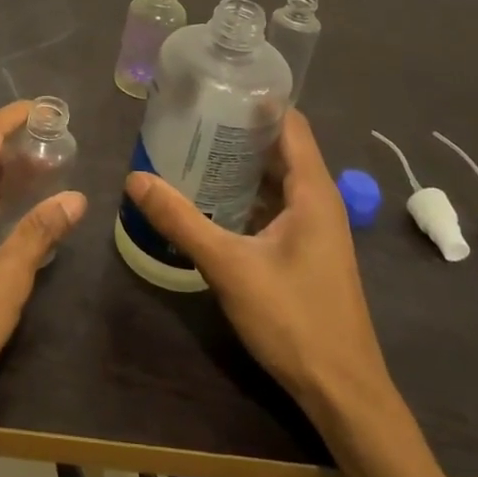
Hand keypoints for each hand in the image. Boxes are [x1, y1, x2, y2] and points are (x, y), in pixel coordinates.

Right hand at [125, 111, 392, 418]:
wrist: (342, 391)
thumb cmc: (293, 319)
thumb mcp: (229, 265)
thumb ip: (181, 220)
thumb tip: (135, 178)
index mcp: (313, 191)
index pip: (290, 124)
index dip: (257, 101)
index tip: (215, 85)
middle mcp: (319, 200)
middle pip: (280, 148)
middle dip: (238, 130)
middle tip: (189, 115)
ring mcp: (315, 228)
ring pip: (276, 179)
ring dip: (240, 164)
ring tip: (192, 148)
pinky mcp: (306, 251)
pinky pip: (274, 206)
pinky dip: (245, 194)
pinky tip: (210, 199)